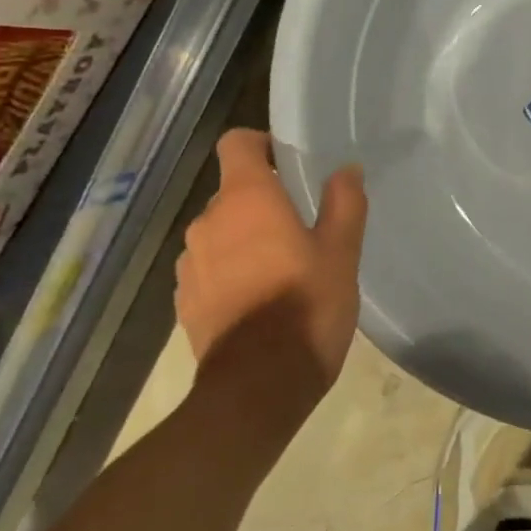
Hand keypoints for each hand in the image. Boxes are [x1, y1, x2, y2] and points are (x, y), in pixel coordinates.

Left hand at [175, 130, 366, 399]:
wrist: (258, 386)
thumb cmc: (307, 307)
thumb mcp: (341, 253)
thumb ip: (344, 204)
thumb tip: (346, 169)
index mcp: (246, 200)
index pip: (236, 143)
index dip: (260, 144)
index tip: (286, 162)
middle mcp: (208, 222)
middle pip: (231, 192)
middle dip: (262, 202)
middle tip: (302, 228)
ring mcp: (190, 263)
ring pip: (220, 233)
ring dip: (245, 239)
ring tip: (281, 269)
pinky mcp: (184, 299)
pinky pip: (210, 269)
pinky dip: (231, 272)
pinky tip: (259, 301)